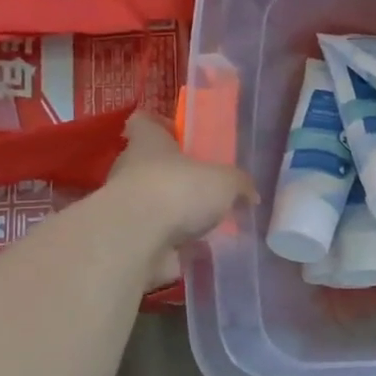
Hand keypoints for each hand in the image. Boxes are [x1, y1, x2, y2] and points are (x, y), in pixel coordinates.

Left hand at [105, 111, 255, 287]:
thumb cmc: (179, 190)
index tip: (177, 134)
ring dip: (175, 215)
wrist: (135, 240)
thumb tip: (249, 195)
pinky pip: (156, 239)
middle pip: (149, 166)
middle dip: (174, 177)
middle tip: (204, 187)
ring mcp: (126, 208)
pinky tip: (199, 252)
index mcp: (149, 144)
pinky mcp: (128, 240)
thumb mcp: (225, 181)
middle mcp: (131, 171)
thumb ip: (239, 185)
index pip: (144, 123)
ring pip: (153, 205)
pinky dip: (174, 246)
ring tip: (208, 225)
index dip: (159, 126)